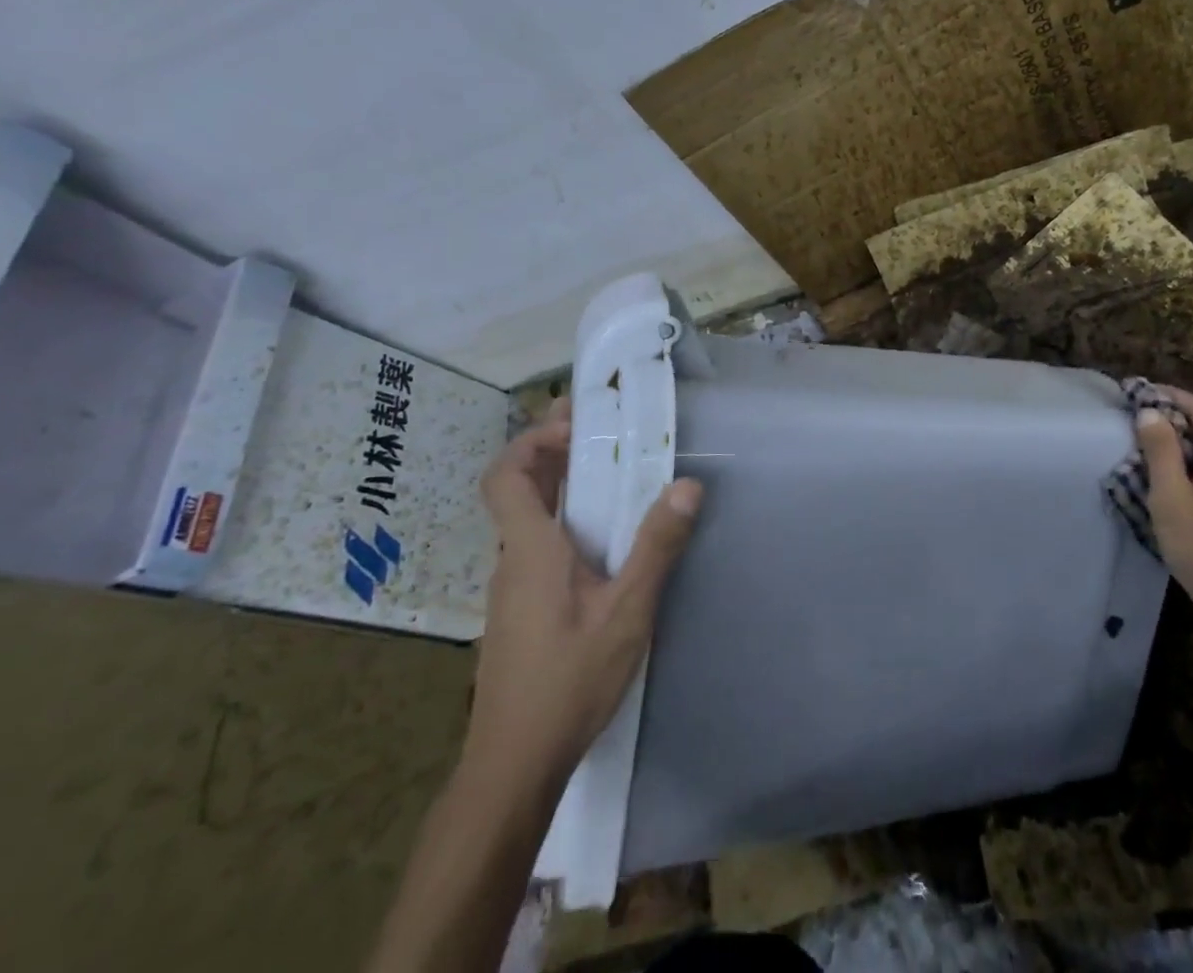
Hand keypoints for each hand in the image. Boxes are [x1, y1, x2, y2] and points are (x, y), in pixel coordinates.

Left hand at [466, 398, 702, 784]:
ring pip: (528, 520)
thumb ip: (656, 547)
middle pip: (518, 489)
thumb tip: (687, 485)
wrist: (513, 768)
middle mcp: (513, 561)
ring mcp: (512, 590)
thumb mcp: (626, 612)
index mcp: (530, 550)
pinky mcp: (520, 613)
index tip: (577, 423)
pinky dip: (563, 521)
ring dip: (560, 485)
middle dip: (554, 450)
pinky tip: (601, 541)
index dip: (532, 440)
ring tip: (609, 471)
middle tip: (599, 425)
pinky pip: (537, 547)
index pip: (505, 477)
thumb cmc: (568, 683)